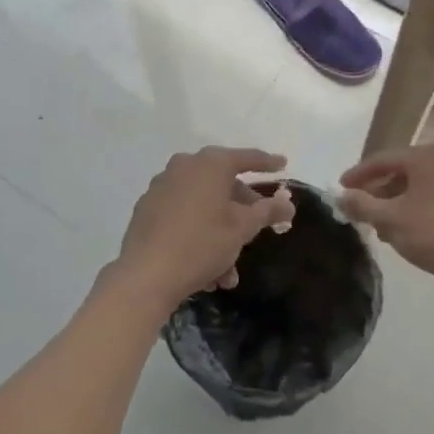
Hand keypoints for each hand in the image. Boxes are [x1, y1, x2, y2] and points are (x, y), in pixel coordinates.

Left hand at [114, 148, 295, 310]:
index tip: (283, 165)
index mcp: (210, 164)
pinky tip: (207, 268)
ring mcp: (162, 186)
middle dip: (242, 209)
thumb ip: (268, 211)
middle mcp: (184, 166)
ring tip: (230, 270)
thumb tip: (288, 203)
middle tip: (258, 226)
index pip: (247, 158)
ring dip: (221, 232)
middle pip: (223, 182)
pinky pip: (183, 215)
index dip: (267, 163)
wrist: (145, 275)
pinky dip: (199, 233)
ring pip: (203, 204)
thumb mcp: (242, 228)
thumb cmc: (201, 244)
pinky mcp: (147, 208)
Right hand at [339, 146, 433, 295]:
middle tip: (361, 208)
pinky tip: (411, 229)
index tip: (341, 189)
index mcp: (425, 156)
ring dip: (398, 201)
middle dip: (379, 190)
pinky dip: (419, 206)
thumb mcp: (391, 220)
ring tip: (383, 225)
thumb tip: (342, 196)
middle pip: (402, 170)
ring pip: (420, 185)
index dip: (358, 175)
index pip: (382, 159)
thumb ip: (362, 205)